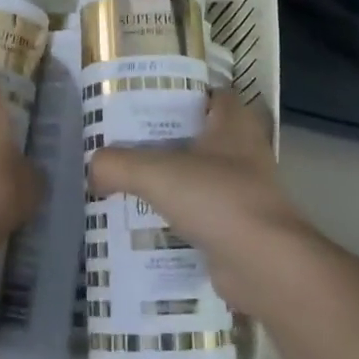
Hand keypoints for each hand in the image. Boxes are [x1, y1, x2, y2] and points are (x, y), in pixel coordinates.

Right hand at [88, 91, 308, 313]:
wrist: (265, 266)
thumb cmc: (217, 199)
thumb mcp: (157, 173)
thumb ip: (118, 165)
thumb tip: (92, 170)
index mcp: (233, 120)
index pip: (205, 93)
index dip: (176, 93)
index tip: (141, 102)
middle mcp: (244, 148)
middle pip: (197, 134)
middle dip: (163, 140)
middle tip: (124, 144)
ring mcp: (245, 188)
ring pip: (199, 175)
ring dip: (170, 181)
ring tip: (127, 183)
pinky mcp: (240, 225)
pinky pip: (202, 212)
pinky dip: (179, 217)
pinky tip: (146, 224)